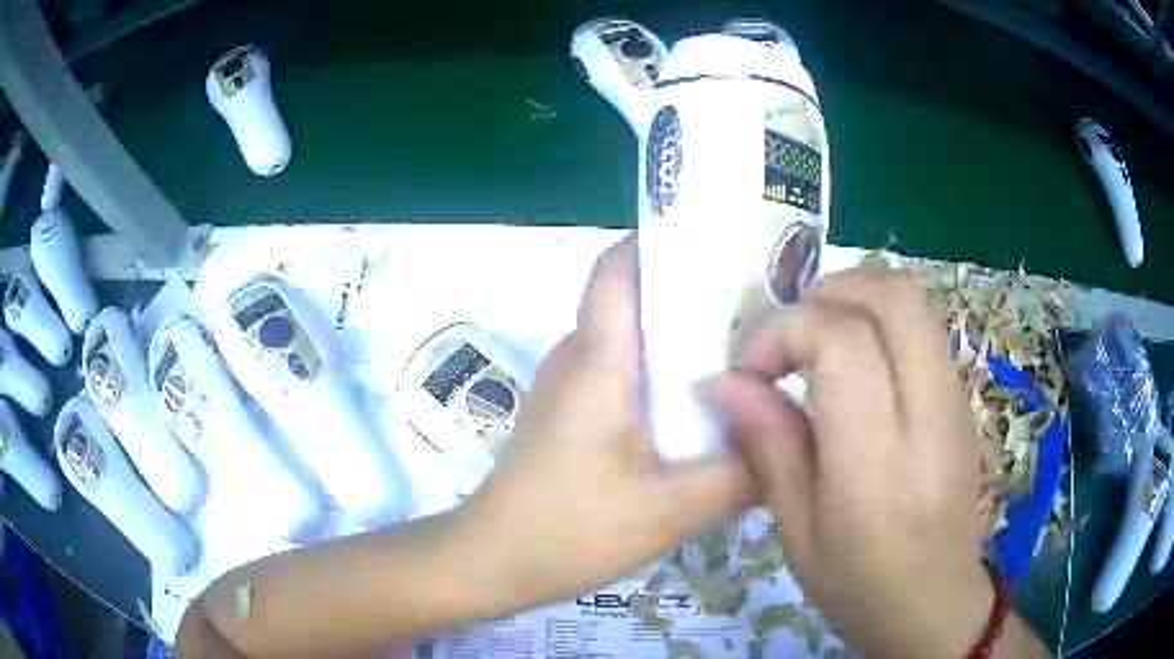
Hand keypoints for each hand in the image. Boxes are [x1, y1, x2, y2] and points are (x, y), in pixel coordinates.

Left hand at [453, 234, 753, 613]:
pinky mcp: (570, 414)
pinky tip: (704, 412)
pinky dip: (665, 378)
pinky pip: (624, 374)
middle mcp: (579, 357)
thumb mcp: (670, 509)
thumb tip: (789, 436)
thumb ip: (739, 472)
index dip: (663, 241)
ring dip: (684, 341)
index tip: (723, 246)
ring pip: (633, 340)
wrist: (492, 561)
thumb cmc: (569, 531)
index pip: (618, 267)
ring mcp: (571, 386)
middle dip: (697, 294)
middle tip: (764, 310)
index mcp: (598, 360)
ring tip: (748, 358)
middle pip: (636, 299)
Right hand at [701, 269, 992, 657]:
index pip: (843, 343)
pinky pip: (923, 327)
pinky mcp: (963, 398)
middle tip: (791, 336)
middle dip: (829, 291)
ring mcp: (956, 399)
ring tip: (819, 345)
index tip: (751, 368)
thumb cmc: (859, 584)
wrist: (936, 602)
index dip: (786, 331)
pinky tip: (858, 370)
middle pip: (892, 296)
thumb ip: (767, 447)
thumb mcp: (797, 533)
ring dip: (857, 299)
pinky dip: (881, 321)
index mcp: (879, 462)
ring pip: (913, 299)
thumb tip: (722, 380)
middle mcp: (929, 413)